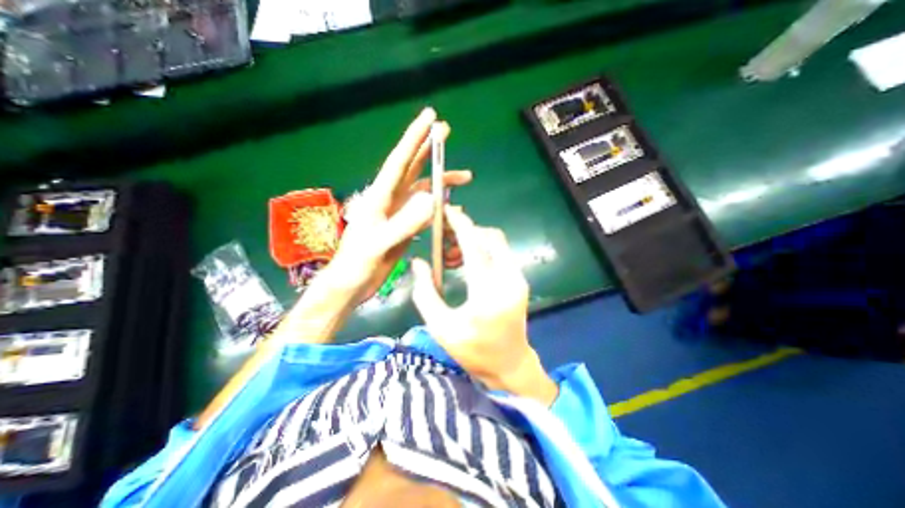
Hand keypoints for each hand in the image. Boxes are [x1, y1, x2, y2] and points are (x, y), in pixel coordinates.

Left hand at [332, 107, 474, 300]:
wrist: (352, 283)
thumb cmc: (357, 264)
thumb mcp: (379, 244)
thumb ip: (404, 224)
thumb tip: (433, 200)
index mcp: (379, 197)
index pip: (400, 161)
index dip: (414, 138)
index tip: (430, 117)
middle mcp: (390, 199)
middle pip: (412, 167)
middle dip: (429, 148)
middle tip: (445, 131)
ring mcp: (398, 212)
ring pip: (423, 188)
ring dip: (442, 181)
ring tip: (465, 177)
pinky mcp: (404, 225)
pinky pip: (425, 209)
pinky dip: (439, 204)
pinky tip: (450, 206)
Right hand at [412, 207, 558, 404]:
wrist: (510, 365)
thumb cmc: (473, 351)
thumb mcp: (441, 327)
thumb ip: (425, 292)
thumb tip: (418, 262)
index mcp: (488, 293)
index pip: (474, 246)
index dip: (460, 225)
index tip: (447, 211)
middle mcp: (509, 280)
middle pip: (491, 237)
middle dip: (467, 231)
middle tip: (445, 239)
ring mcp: (518, 279)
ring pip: (497, 243)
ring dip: (475, 241)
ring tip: (453, 256)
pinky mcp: (520, 281)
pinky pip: (501, 254)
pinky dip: (483, 251)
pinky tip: (468, 265)